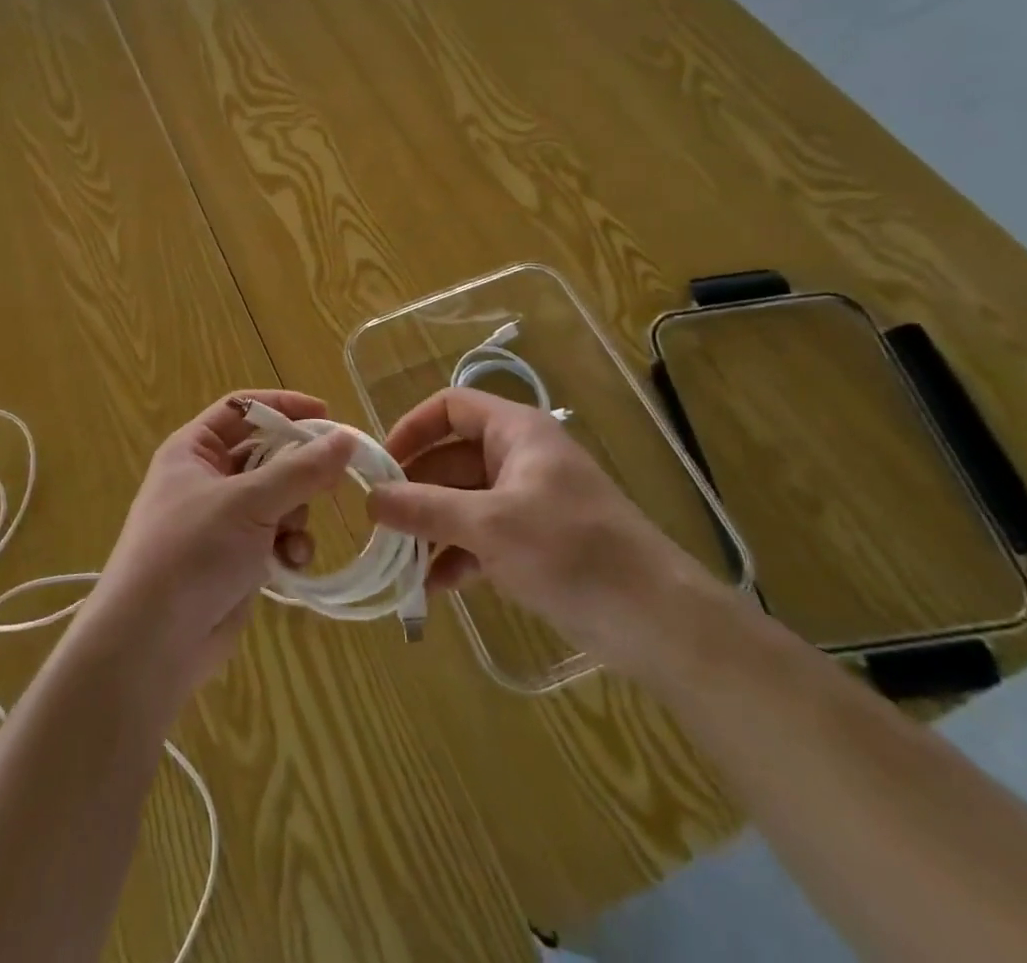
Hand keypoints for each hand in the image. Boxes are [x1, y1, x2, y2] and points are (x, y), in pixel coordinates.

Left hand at [92, 390, 355, 688]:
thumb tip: (347, 438)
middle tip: (331, 479)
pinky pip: (275, 536)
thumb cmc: (191, 552)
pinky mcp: (236, 558)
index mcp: (194, 450)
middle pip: (266, 454)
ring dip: (295, 513)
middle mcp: (206, 478)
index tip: (327, 415)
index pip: (242, 407)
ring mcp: (221, 521)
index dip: (283, 406)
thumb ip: (301, 469)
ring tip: (293, 534)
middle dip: (297, 469)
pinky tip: (291, 564)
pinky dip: (289, 546)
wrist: (151, 644)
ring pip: (278, 498)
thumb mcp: (248, 502)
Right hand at [369, 388, 715, 676]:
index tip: (380, 465)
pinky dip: (456, 556)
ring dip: (431, 529)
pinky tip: (433, 589)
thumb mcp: (490, 525)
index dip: (412, 428)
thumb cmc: (571, 550)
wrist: (656, 620)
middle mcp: (518, 458)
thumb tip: (370, 499)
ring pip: (462, 502)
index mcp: (515, 432)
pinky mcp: (534, 543)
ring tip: (400, 564)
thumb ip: (426, 509)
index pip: (450, 407)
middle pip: (450, 459)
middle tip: (379, 525)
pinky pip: (481, 537)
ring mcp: (527, 502)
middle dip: (415, 491)